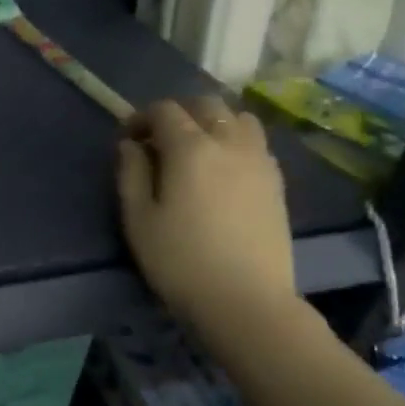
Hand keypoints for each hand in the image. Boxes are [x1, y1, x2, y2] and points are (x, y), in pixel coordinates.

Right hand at [116, 96, 296, 342]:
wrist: (245, 300)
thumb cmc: (180, 261)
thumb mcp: (138, 219)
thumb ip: (131, 173)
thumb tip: (131, 145)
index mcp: (190, 148)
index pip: (164, 110)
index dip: (141, 117)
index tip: (127, 139)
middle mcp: (229, 142)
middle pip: (206, 105)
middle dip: (178, 113)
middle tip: (159, 141)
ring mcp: (260, 160)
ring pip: (238, 118)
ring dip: (213, 122)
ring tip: (196, 150)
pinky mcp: (277, 182)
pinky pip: (255, 142)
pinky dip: (235, 141)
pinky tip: (223, 169)